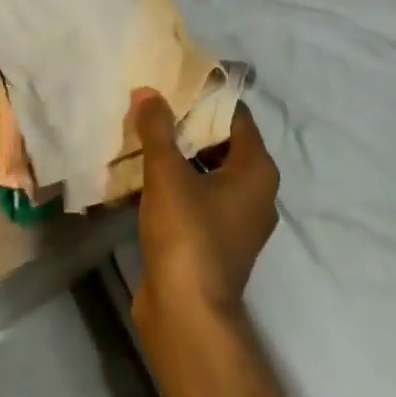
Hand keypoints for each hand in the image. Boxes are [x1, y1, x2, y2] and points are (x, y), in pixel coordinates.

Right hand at [128, 92, 279, 325]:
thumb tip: (148, 92)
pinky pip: (196, 200)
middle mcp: (255, 193)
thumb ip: (158, 129)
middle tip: (151, 107)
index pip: (236, 117)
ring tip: (141, 136)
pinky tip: (139, 178)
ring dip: (177, 157)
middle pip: (221, 144)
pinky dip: (173, 186)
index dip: (207, 97)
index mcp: (257, 171)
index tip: (174, 82)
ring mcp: (236, 221)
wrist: (187, 313)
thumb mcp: (168, 174)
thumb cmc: (188, 234)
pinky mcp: (214, 242)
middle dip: (186, 126)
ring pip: (206, 173)